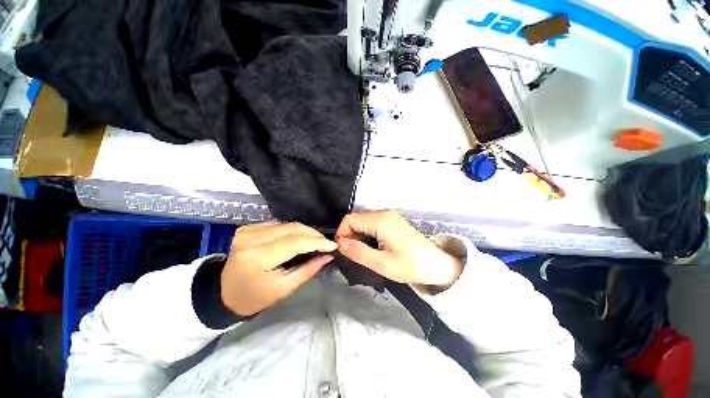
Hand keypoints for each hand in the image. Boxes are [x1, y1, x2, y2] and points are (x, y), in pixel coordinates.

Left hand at [221, 222, 336, 315]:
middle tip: (326, 243)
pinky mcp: (248, 227)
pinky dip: (293, 230)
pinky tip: (300, 238)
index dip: (316, 242)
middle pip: (292, 228)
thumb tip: (328, 255)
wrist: (224, 293)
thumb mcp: (284, 288)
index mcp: (257, 258)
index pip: (294, 242)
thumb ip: (308, 269)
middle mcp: (251, 239)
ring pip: (287, 224)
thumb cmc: (255, 296)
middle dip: (313, 234)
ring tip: (316, 241)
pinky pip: (279, 224)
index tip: (333, 245)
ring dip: (305, 231)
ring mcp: (248, 231)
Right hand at [335, 211, 461, 290]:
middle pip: (355, 218)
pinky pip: (371, 223)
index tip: (343, 251)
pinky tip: (370, 246)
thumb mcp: (382, 264)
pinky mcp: (392, 221)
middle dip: (348, 235)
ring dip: (357, 234)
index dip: (341, 234)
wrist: (438, 264)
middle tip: (352, 254)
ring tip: (360, 252)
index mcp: (380, 220)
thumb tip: (340, 244)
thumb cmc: (411, 265)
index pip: (349, 219)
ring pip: (362, 220)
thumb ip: (359, 252)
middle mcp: (383, 213)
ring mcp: (389, 216)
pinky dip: (365, 233)